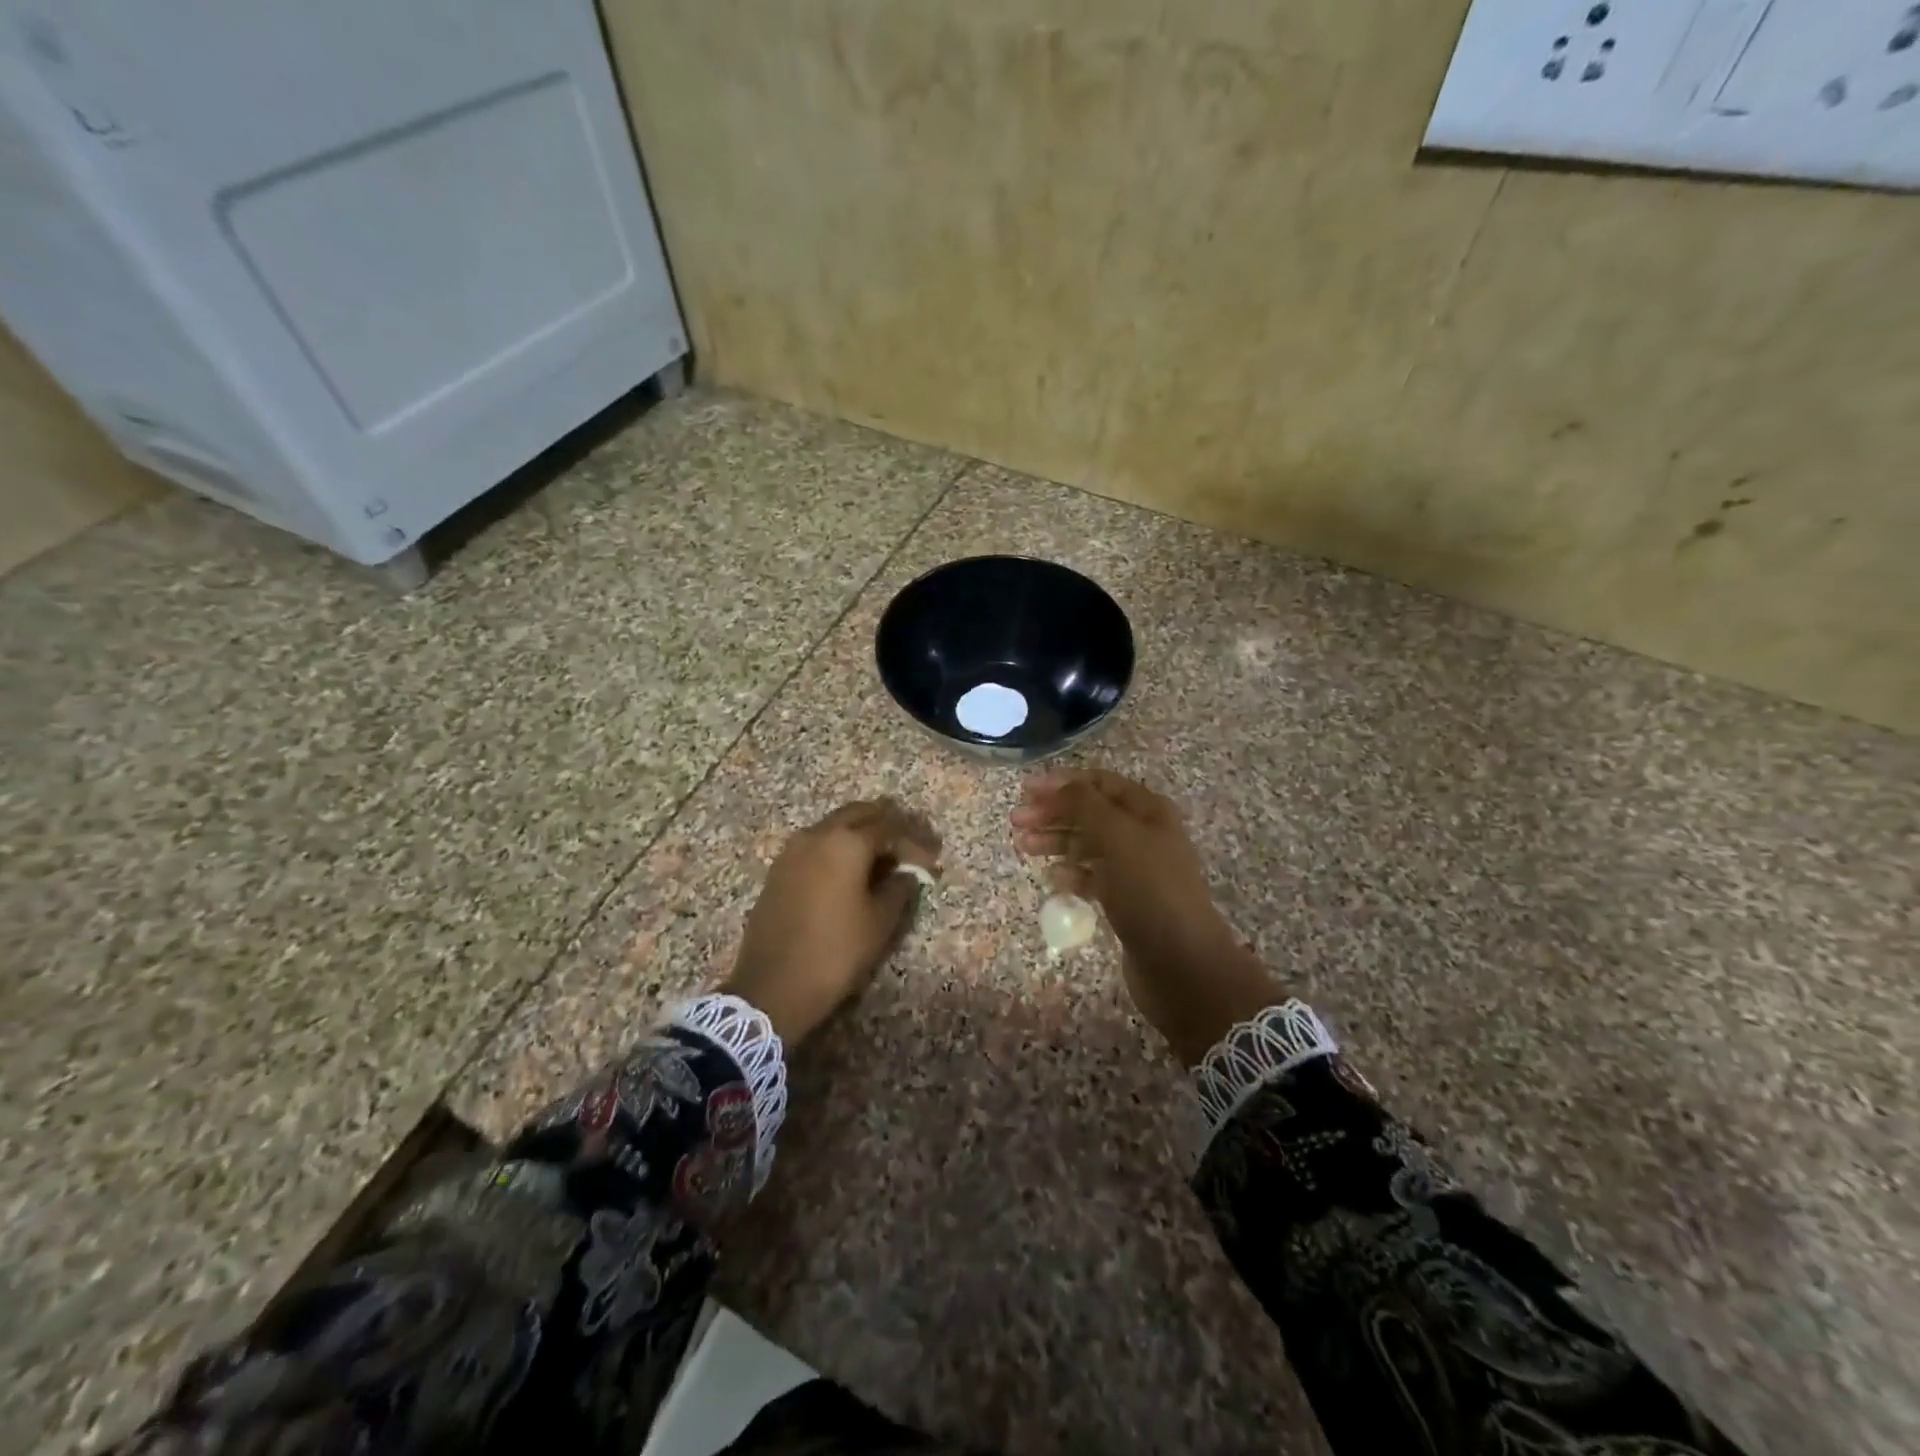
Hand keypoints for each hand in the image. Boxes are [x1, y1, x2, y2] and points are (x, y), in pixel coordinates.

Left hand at [726, 799, 940, 1046]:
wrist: (772, 986)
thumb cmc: (835, 952)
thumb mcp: (879, 922)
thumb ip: (899, 887)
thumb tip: (909, 871)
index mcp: (846, 843)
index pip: (890, 827)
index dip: (915, 840)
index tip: (932, 857)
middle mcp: (818, 835)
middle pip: (859, 813)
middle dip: (887, 823)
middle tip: (910, 843)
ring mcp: (793, 850)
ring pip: (835, 825)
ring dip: (861, 832)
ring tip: (884, 856)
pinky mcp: (780, 868)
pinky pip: (817, 843)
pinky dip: (839, 846)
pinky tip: (851, 869)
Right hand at [1011, 768, 1280, 1065]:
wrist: (1182, 963)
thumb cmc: (1150, 890)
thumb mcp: (1117, 837)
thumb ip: (1085, 805)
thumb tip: (1059, 786)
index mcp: (1148, 810)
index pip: (1099, 782)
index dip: (1062, 783)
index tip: (1025, 791)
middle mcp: (1144, 833)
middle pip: (1090, 812)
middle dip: (1053, 812)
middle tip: (1016, 822)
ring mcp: (1137, 868)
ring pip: (1088, 844)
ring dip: (1056, 841)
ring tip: (1023, 846)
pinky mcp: (1128, 900)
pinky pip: (1093, 876)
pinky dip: (1071, 873)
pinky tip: (1053, 879)